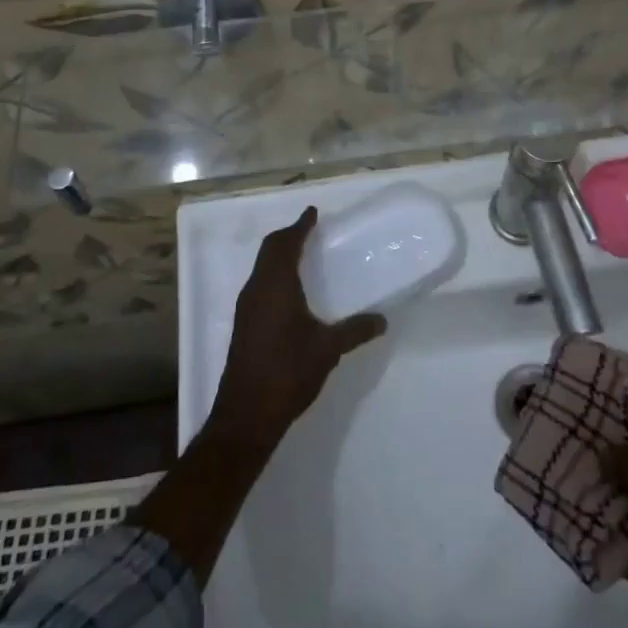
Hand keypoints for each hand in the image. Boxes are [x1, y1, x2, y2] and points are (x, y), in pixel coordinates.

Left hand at [208, 208, 386, 450]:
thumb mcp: (327, 349)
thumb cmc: (288, 372)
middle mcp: (256, 289)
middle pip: (269, 250)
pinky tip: (290, 290)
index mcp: (275, 285)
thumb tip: (382, 320)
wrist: (246, 415)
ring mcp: (246, 308)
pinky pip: (259, 284)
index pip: (285, 244)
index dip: (300, 226)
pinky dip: (274, 274)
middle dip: (287, 236)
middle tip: (309, 230)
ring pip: (261, 268)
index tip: (312, 213)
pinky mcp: (244, 325)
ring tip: (302, 254)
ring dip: (279, 255)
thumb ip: (355, 331)